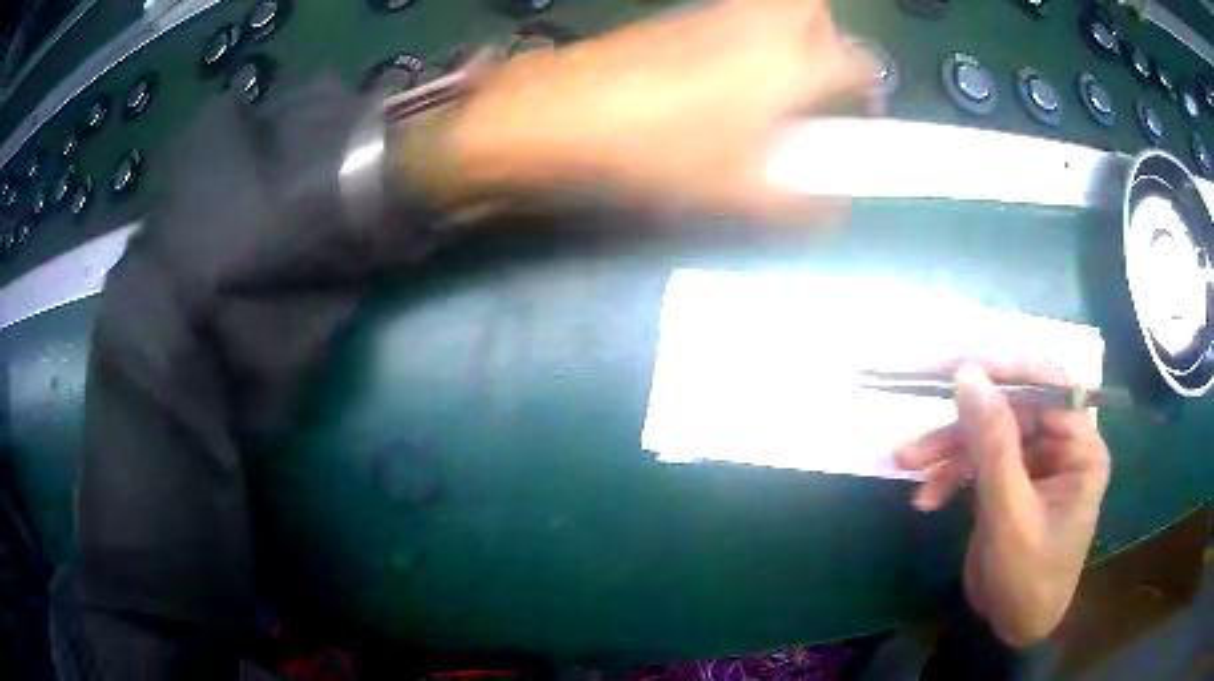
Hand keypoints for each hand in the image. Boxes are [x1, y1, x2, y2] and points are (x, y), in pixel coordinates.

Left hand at [449, 0, 877, 215]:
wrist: (561, 114)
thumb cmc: (658, 152)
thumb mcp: (736, 193)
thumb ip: (799, 203)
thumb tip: (833, 209)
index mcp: (788, 66)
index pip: (857, 63)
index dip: (870, 89)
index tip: (864, 114)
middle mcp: (757, 27)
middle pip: (813, 8)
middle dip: (828, 37)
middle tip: (817, 78)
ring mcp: (711, 16)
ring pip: (771, 6)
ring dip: (787, 33)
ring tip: (771, 82)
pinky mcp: (673, 19)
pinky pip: (729, 15)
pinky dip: (744, 35)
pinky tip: (718, 77)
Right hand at [895, 362, 1110, 646]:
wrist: (1012, 630)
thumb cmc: (1027, 578)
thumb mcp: (1009, 514)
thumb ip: (992, 444)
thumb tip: (967, 373)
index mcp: (1081, 446)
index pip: (1047, 387)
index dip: (1005, 373)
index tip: (958, 370)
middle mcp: (1062, 444)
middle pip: (1011, 411)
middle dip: (963, 427)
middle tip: (918, 435)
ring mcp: (1035, 462)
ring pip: (989, 434)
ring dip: (949, 451)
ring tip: (909, 466)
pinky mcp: (1011, 480)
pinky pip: (979, 462)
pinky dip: (950, 475)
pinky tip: (927, 497)